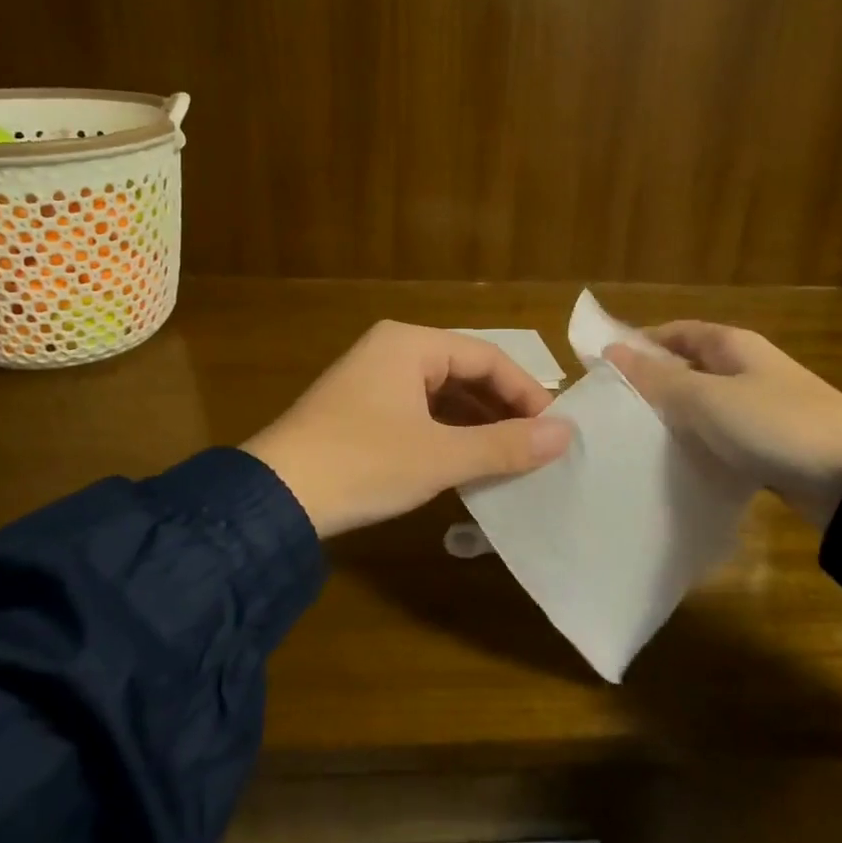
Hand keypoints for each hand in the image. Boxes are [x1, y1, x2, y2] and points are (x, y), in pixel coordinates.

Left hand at [243, 321, 574, 537]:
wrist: (274, 498)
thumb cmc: (363, 463)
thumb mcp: (440, 456)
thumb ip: (505, 445)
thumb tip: (567, 434)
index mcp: (410, 344)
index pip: (487, 357)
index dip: (526, 393)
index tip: (553, 431)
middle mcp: (391, 351)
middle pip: (464, 373)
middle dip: (502, 410)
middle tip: (536, 447)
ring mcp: (371, 380)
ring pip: (442, 396)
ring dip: (476, 425)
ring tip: (509, 458)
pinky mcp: (359, 411)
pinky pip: (418, 412)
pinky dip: (447, 434)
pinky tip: (466, 463)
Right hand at [605, 322, 841, 529]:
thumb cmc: (775, 424)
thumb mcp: (708, 398)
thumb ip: (657, 378)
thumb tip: (611, 352)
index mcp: (734, 346)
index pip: (676, 333)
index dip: (641, 343)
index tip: (605, 367)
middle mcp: (746, 370)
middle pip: (688, 369)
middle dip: (652, 384)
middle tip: (612, 408)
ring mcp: (759, 408)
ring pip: (703, 406)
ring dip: (673, 418)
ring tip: (632, 438)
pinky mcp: (768, 445)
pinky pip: (720, 438)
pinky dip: (697, 445)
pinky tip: (673, 463)